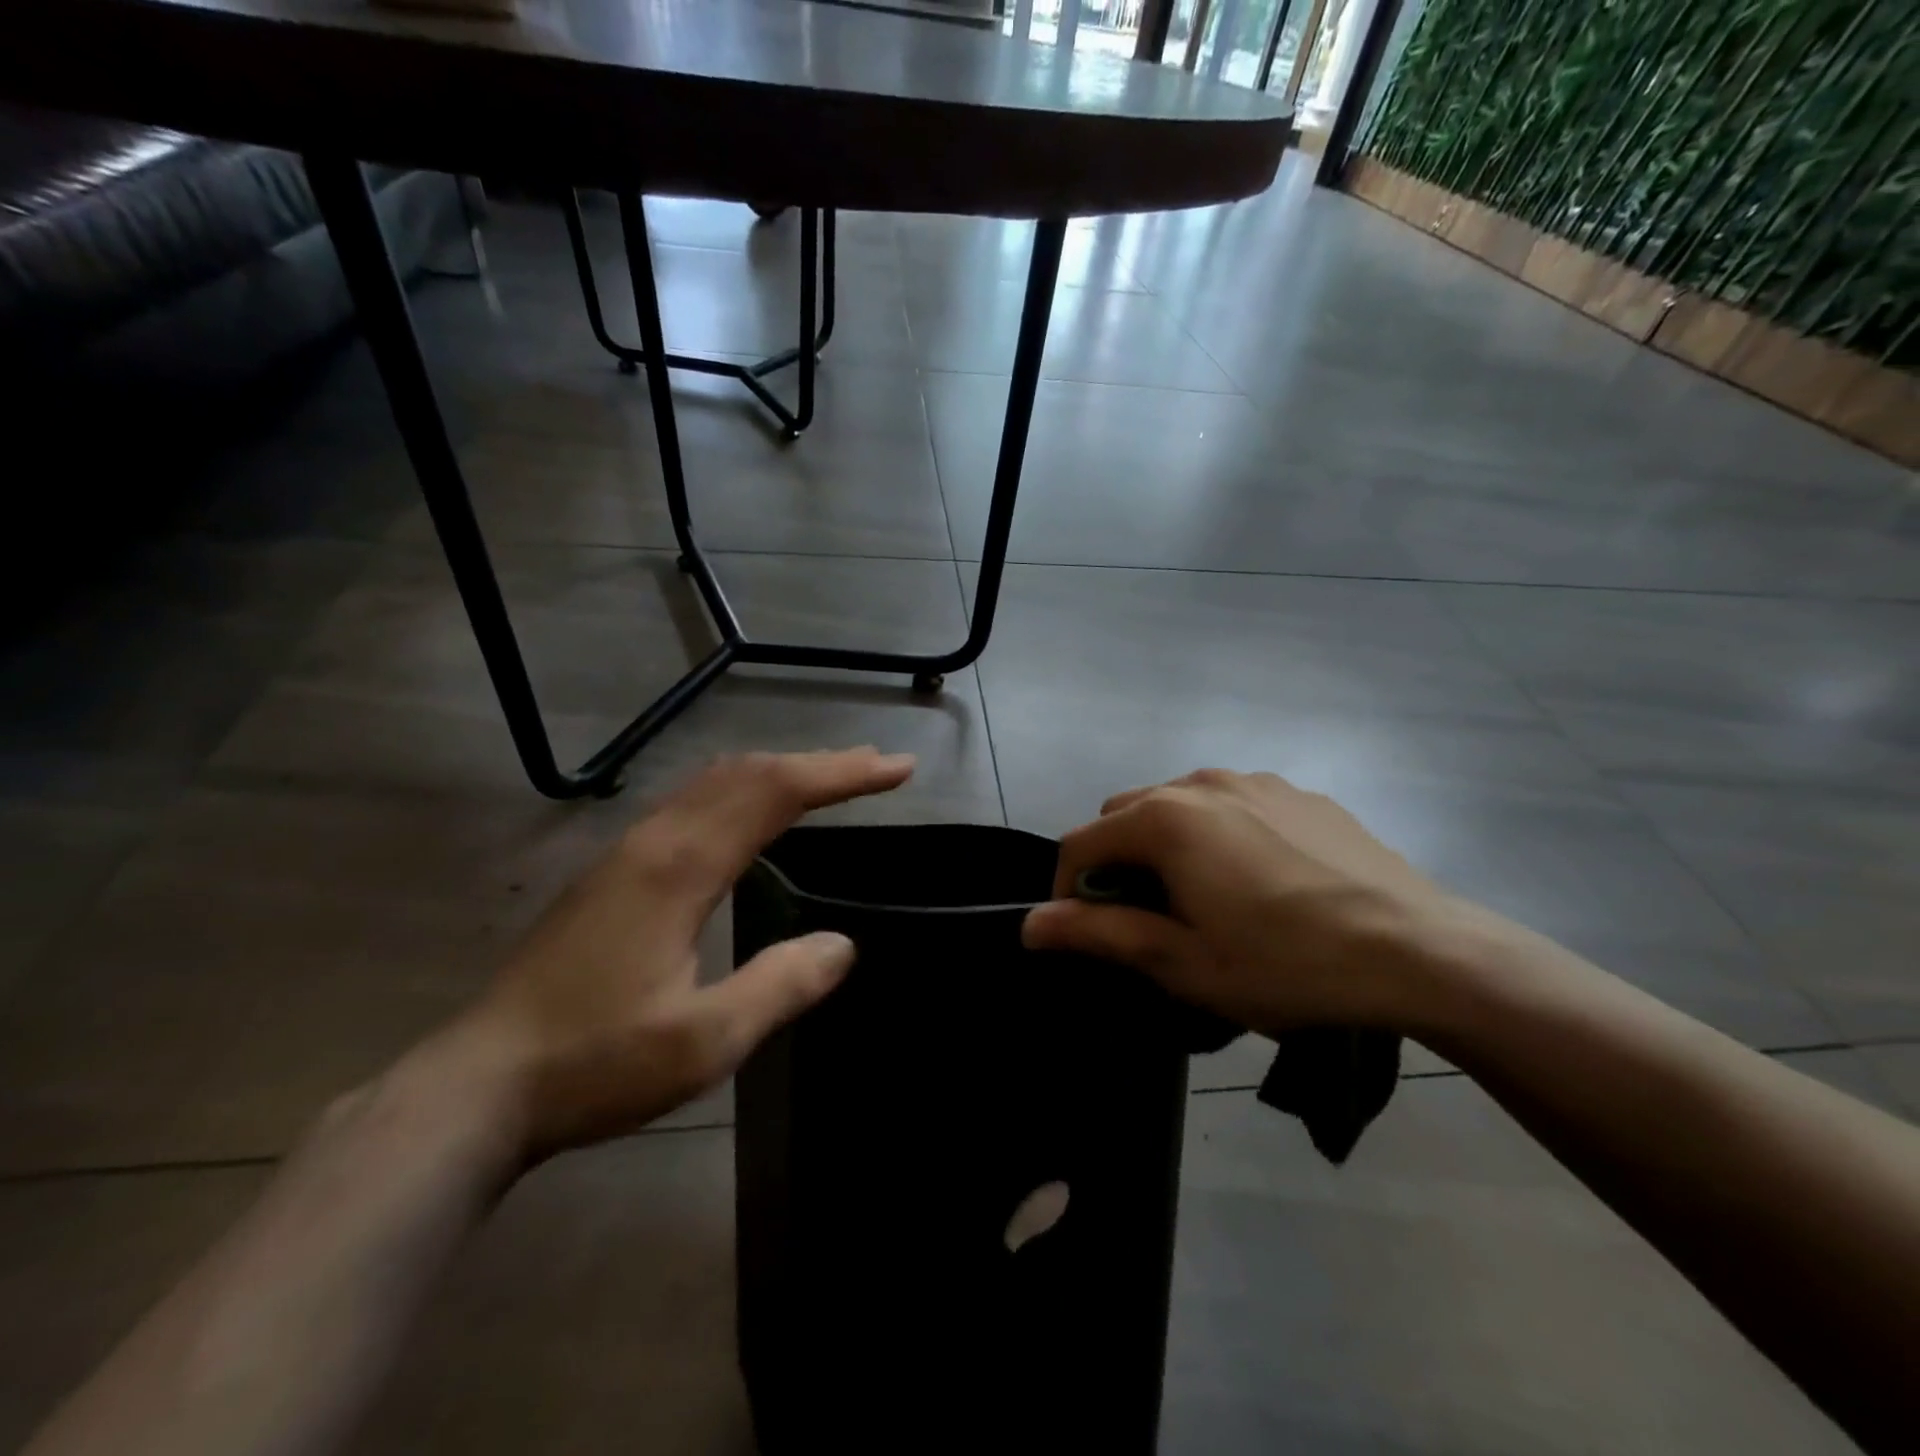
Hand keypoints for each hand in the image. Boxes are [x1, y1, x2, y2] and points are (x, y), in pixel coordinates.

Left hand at [452, 748, 913, 1158]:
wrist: (476, 1087)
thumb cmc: (594, 1064)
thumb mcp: (704, 1042)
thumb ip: (780, 986)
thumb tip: (842, 945)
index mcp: (680, 868)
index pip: (776, 792)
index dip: (842, 774)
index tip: (896, 770)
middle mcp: (654, 841)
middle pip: (747, 773)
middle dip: (818, 762)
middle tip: (875, 767)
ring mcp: (626, 853)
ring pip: (714, 782)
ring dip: (778, 771)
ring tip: (828, 780)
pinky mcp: (612, 873)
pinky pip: (691, 803)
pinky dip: (742, 791)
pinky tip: (751, 817)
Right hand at [1022, 769, 1473, 1036]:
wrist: (1422, 952)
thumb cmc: (1287, 963)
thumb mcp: (1183, 962)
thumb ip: (1099, 934)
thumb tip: (1030, 925)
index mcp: (1164, 818)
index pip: (1080, 845)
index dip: (1068, 892)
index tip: (1089, 936)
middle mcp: (1200, 781)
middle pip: (1124, 816)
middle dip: (1117, 863)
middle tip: (1149, 920)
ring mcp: (1254, 780)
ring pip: (1176, 804)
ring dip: (1164, 845)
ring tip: (1203, 899)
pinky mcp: (1297, 792)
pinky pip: (1230, 804)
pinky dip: (1216, 834)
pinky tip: (1259, 882)